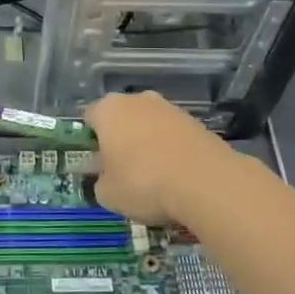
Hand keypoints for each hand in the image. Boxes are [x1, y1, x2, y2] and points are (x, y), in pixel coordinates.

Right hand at [85, 91, 227, 224]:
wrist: (205, 182)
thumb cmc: (143, 183)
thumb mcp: (107, 194)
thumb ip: (100, 182)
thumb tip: (107, 178)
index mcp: (108, 109)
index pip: (89, 118)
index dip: (90, 141)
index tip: (97, 165)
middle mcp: (137, 99)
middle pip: (121, 117)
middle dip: (120, 139)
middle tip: (122, 170)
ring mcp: (169, 107)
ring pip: (149, 124)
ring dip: (147, 144)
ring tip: (154, 176)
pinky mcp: (195, 121)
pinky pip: (173, 135)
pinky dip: (171, 150)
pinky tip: (176, 175)